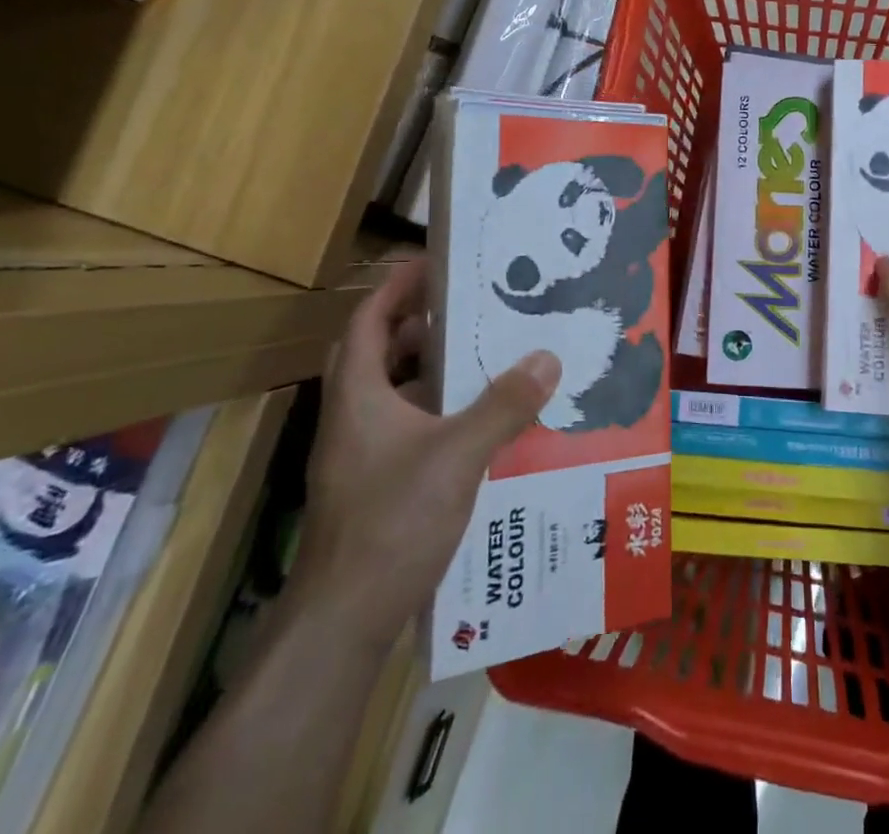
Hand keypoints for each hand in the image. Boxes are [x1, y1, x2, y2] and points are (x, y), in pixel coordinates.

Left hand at [288, 257, 561, 642]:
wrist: (341, 624)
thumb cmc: (391, 523)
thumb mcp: (457, 455)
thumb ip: (503, 405)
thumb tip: (547, 357)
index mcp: (359, 396)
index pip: (367, 320)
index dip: (396, 288)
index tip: (434, 264)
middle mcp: (353, 419)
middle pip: (377, 353)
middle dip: (418, 326)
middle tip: (468, 309)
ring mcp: (360, 457)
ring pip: (393, 394)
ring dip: (430, 371)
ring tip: (482, 358)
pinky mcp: (374, 487)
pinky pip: (407, 429)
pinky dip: (437, 413)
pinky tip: (478, 424)